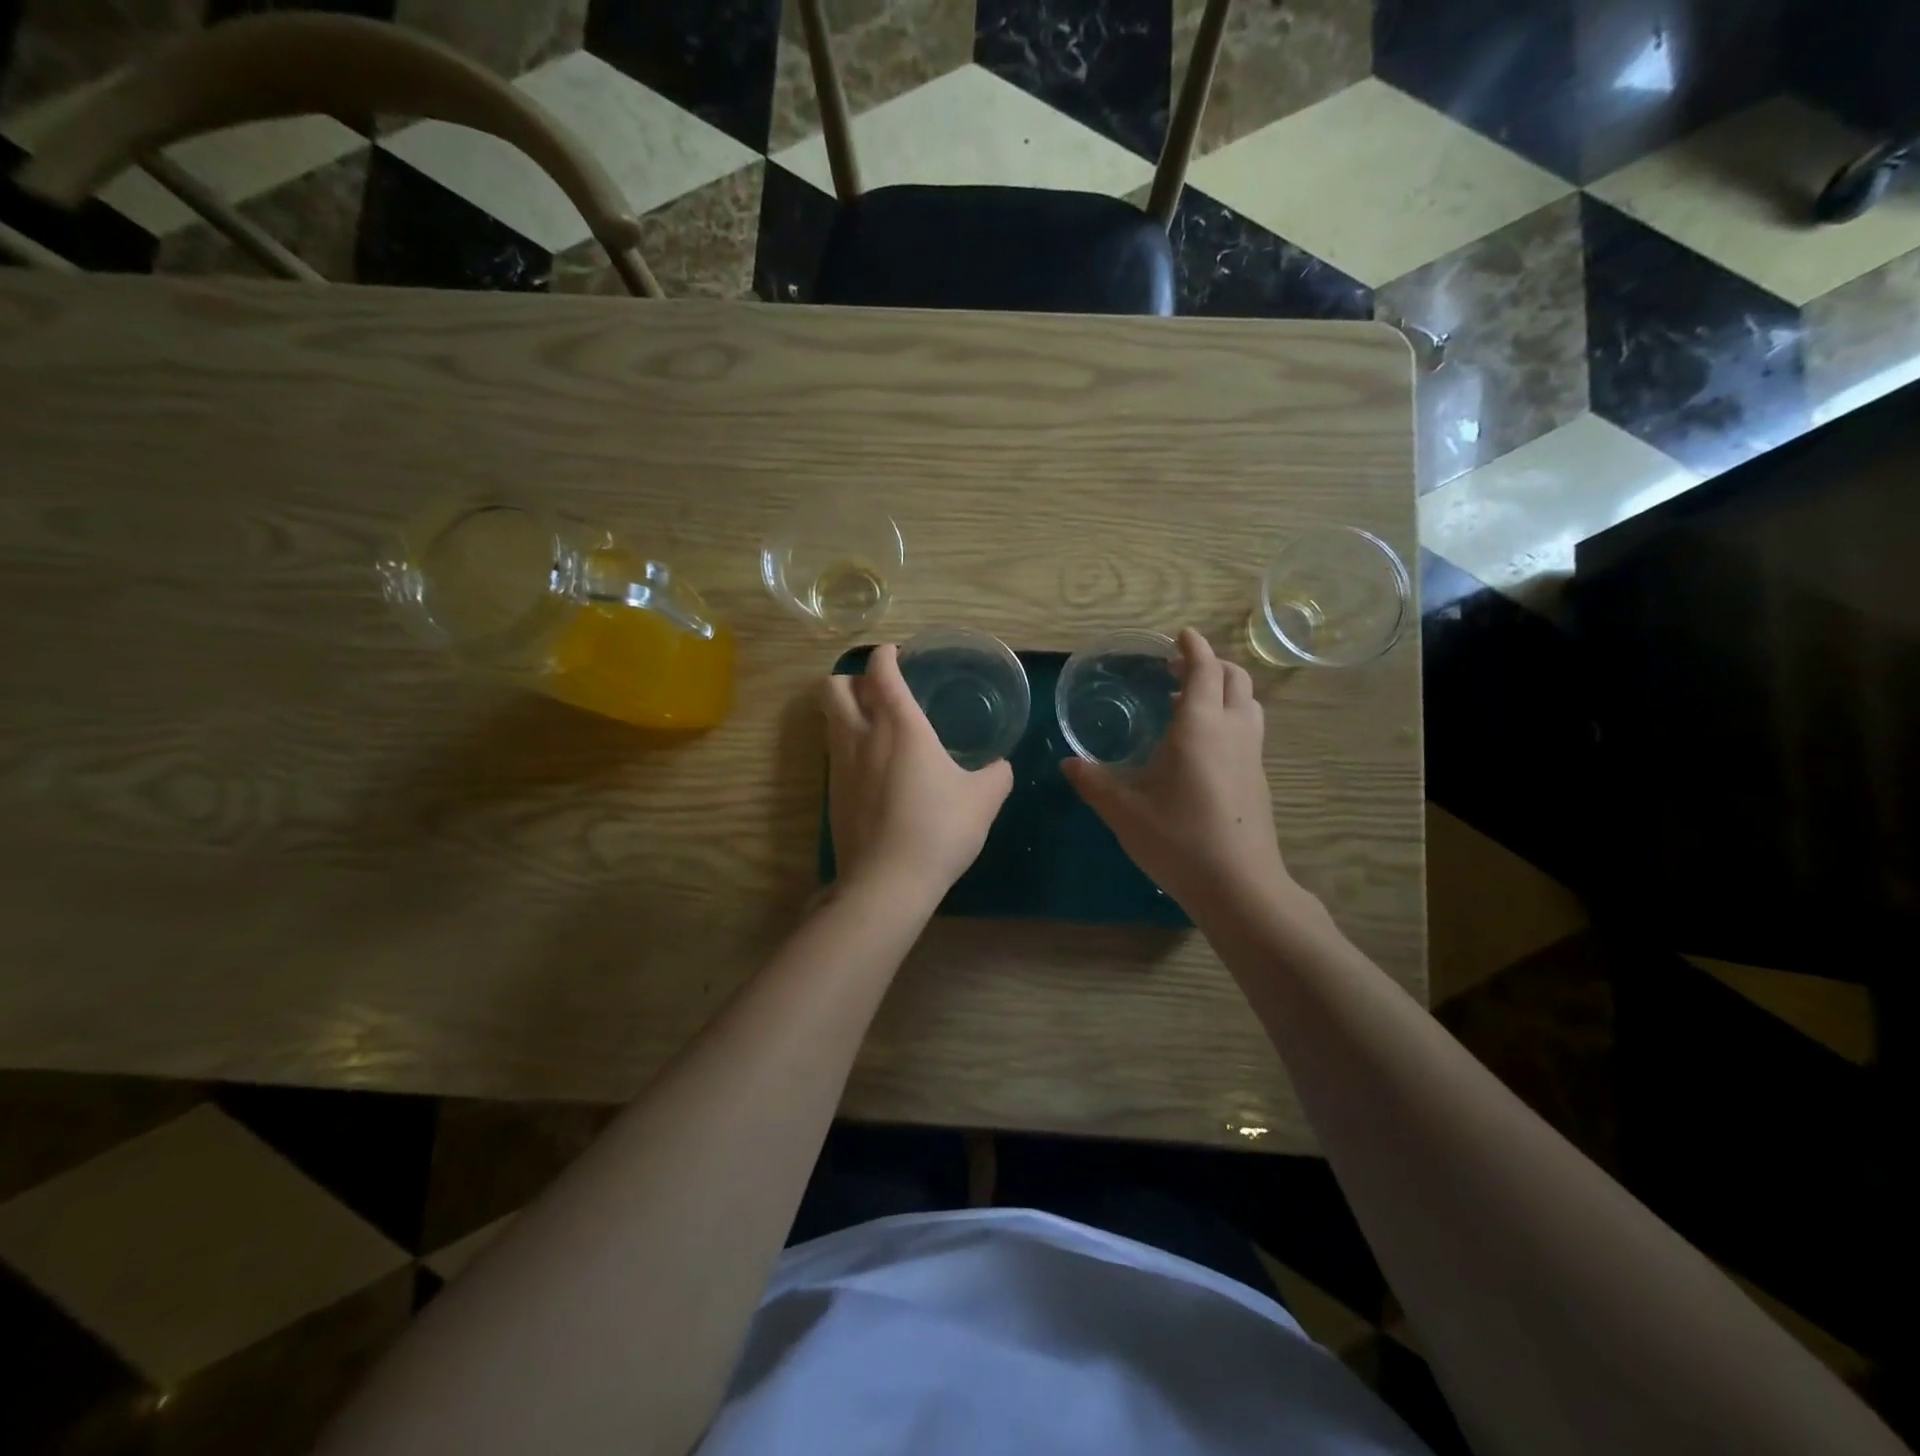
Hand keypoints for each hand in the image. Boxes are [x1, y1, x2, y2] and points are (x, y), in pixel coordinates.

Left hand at [821, 644, 1013, 904]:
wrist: (887, 882)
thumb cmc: (939, 829)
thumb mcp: (984, 800)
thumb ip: (996, 775)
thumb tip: (1000, 767)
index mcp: (899, 726)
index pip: (880, 672)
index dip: (885, 655)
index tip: (895, 653)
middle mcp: (861, 736)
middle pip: (833, 686)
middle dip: (851, 678)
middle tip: (878, 690)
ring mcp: (840, 765)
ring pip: (828, 718)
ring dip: (846, 710)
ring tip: (875, 724)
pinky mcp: (832, 793)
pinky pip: (834, 752)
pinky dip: (847, 744)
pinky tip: (873, 767)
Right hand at [1061, 629, 1295, 920]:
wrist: (1238, 885)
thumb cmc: (1178, 840)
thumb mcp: (1124, 811)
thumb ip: (1094, 782)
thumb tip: (1068, 763)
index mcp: (1199, 726)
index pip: (1204, 669)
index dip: (1193, 647)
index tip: (1181, 635)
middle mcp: (1232, 730)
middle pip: (1235, 678)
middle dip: (1211, 664)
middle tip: (1180, 670)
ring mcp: (1252, 755)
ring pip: (1248, 703)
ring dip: (1225, 690)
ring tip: (1192, 703)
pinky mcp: (1259, 778)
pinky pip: (1249, 729)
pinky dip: (1230, 717)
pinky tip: (1205, 746)